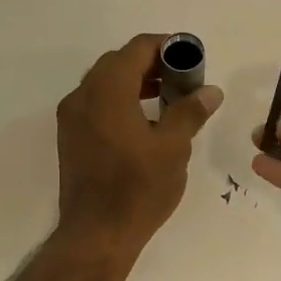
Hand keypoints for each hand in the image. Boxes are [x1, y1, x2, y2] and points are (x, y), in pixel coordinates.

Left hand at [56, 34, 221, 252]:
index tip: (191, 59)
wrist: (97, 233)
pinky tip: (144, 121)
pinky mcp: (70, 137)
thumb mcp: (173, 147)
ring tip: (168, 98)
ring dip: (135, 82)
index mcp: (107, 90)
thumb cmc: (138, 188)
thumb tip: (210, 90)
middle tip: (183, 79)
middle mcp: (82, 96)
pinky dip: (120, 100)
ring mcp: (72, 117)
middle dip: (152, 64)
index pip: (137, 49)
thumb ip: (190, 111)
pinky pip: (96, 103)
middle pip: (118, 62)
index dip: (166, 46)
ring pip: (104, 83)